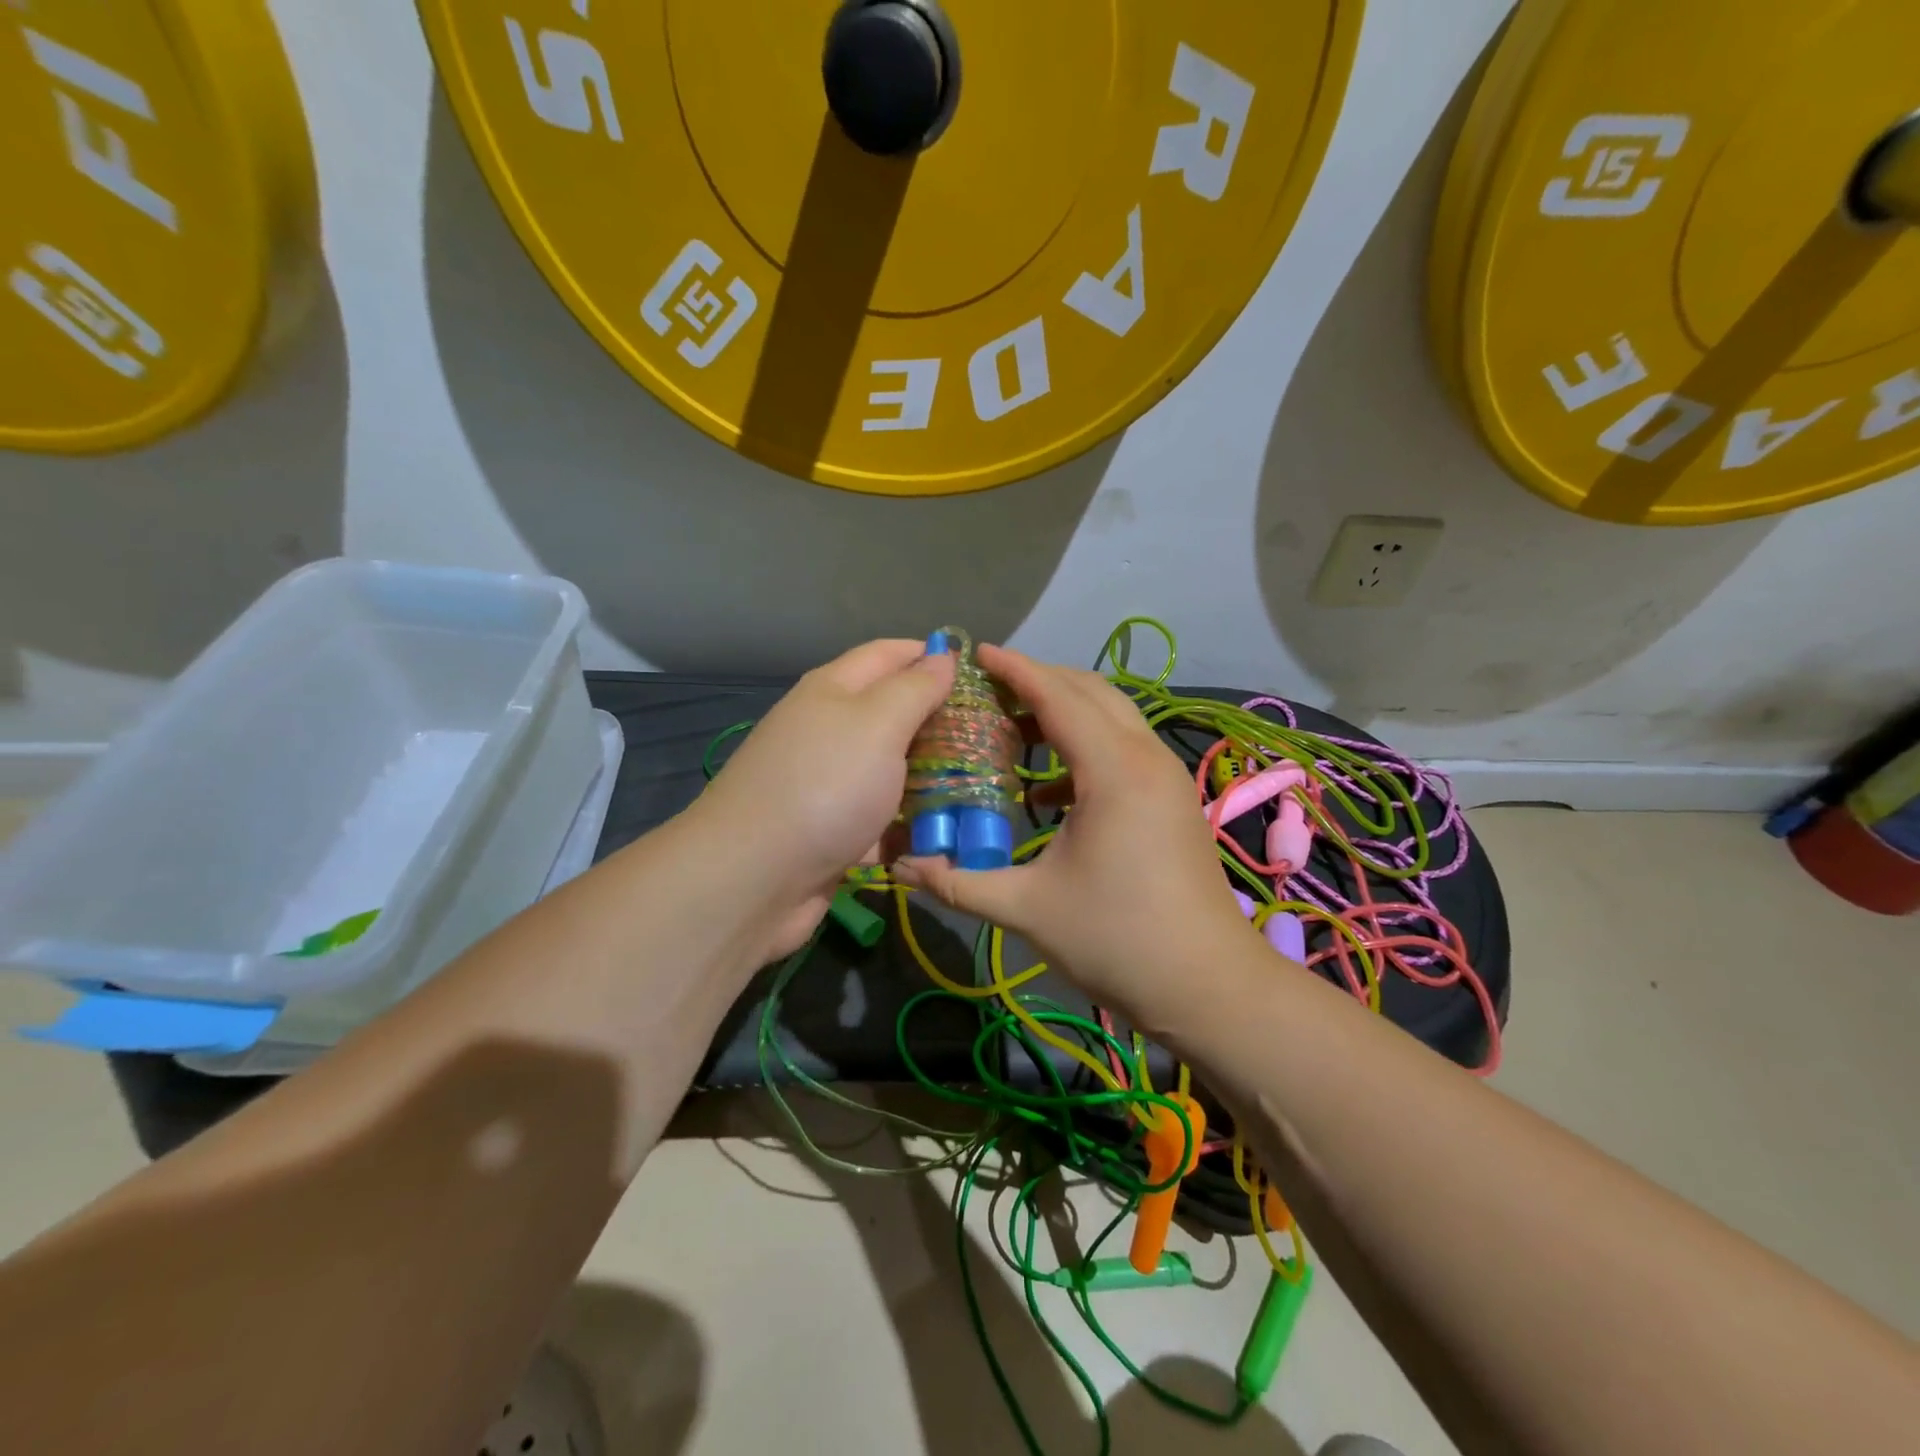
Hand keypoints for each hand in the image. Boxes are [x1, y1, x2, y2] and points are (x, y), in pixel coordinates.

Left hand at [695, 639, 953, 959]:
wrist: (753, 879)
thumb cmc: (825, 786)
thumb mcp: (877, 722)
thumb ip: (915, 688)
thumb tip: (942, 655)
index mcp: (835, 690)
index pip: (891, 655)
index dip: (934, 657)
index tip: (982, 677)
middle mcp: (830, 732)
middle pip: (895, 716)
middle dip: (942, 726)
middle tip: (993, 740)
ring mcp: (831, 785)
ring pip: (894, 773)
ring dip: (933, 782)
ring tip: (985, 790)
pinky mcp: (835, 833)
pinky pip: (883, 822)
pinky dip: (911, 829)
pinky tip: (950, 839)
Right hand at [894, 644, 1254, 1027]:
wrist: (1208, 986)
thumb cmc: (1117, 940)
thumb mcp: (1028, 908)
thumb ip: (958, 882)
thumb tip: (898, 867)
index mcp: (1113, 771)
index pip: (1058, 697)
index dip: (1015, 669)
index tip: (976, 652)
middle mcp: (1146, 758)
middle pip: (1090, 693)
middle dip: (1039, 681)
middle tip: (987, 689)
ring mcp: (1166, 778)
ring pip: (1112, 717)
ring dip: (1065, 713)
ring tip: (1013, 728)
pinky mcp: (1171, 800)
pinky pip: (1124, 749)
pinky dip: (1084, 748)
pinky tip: (1048, 790)